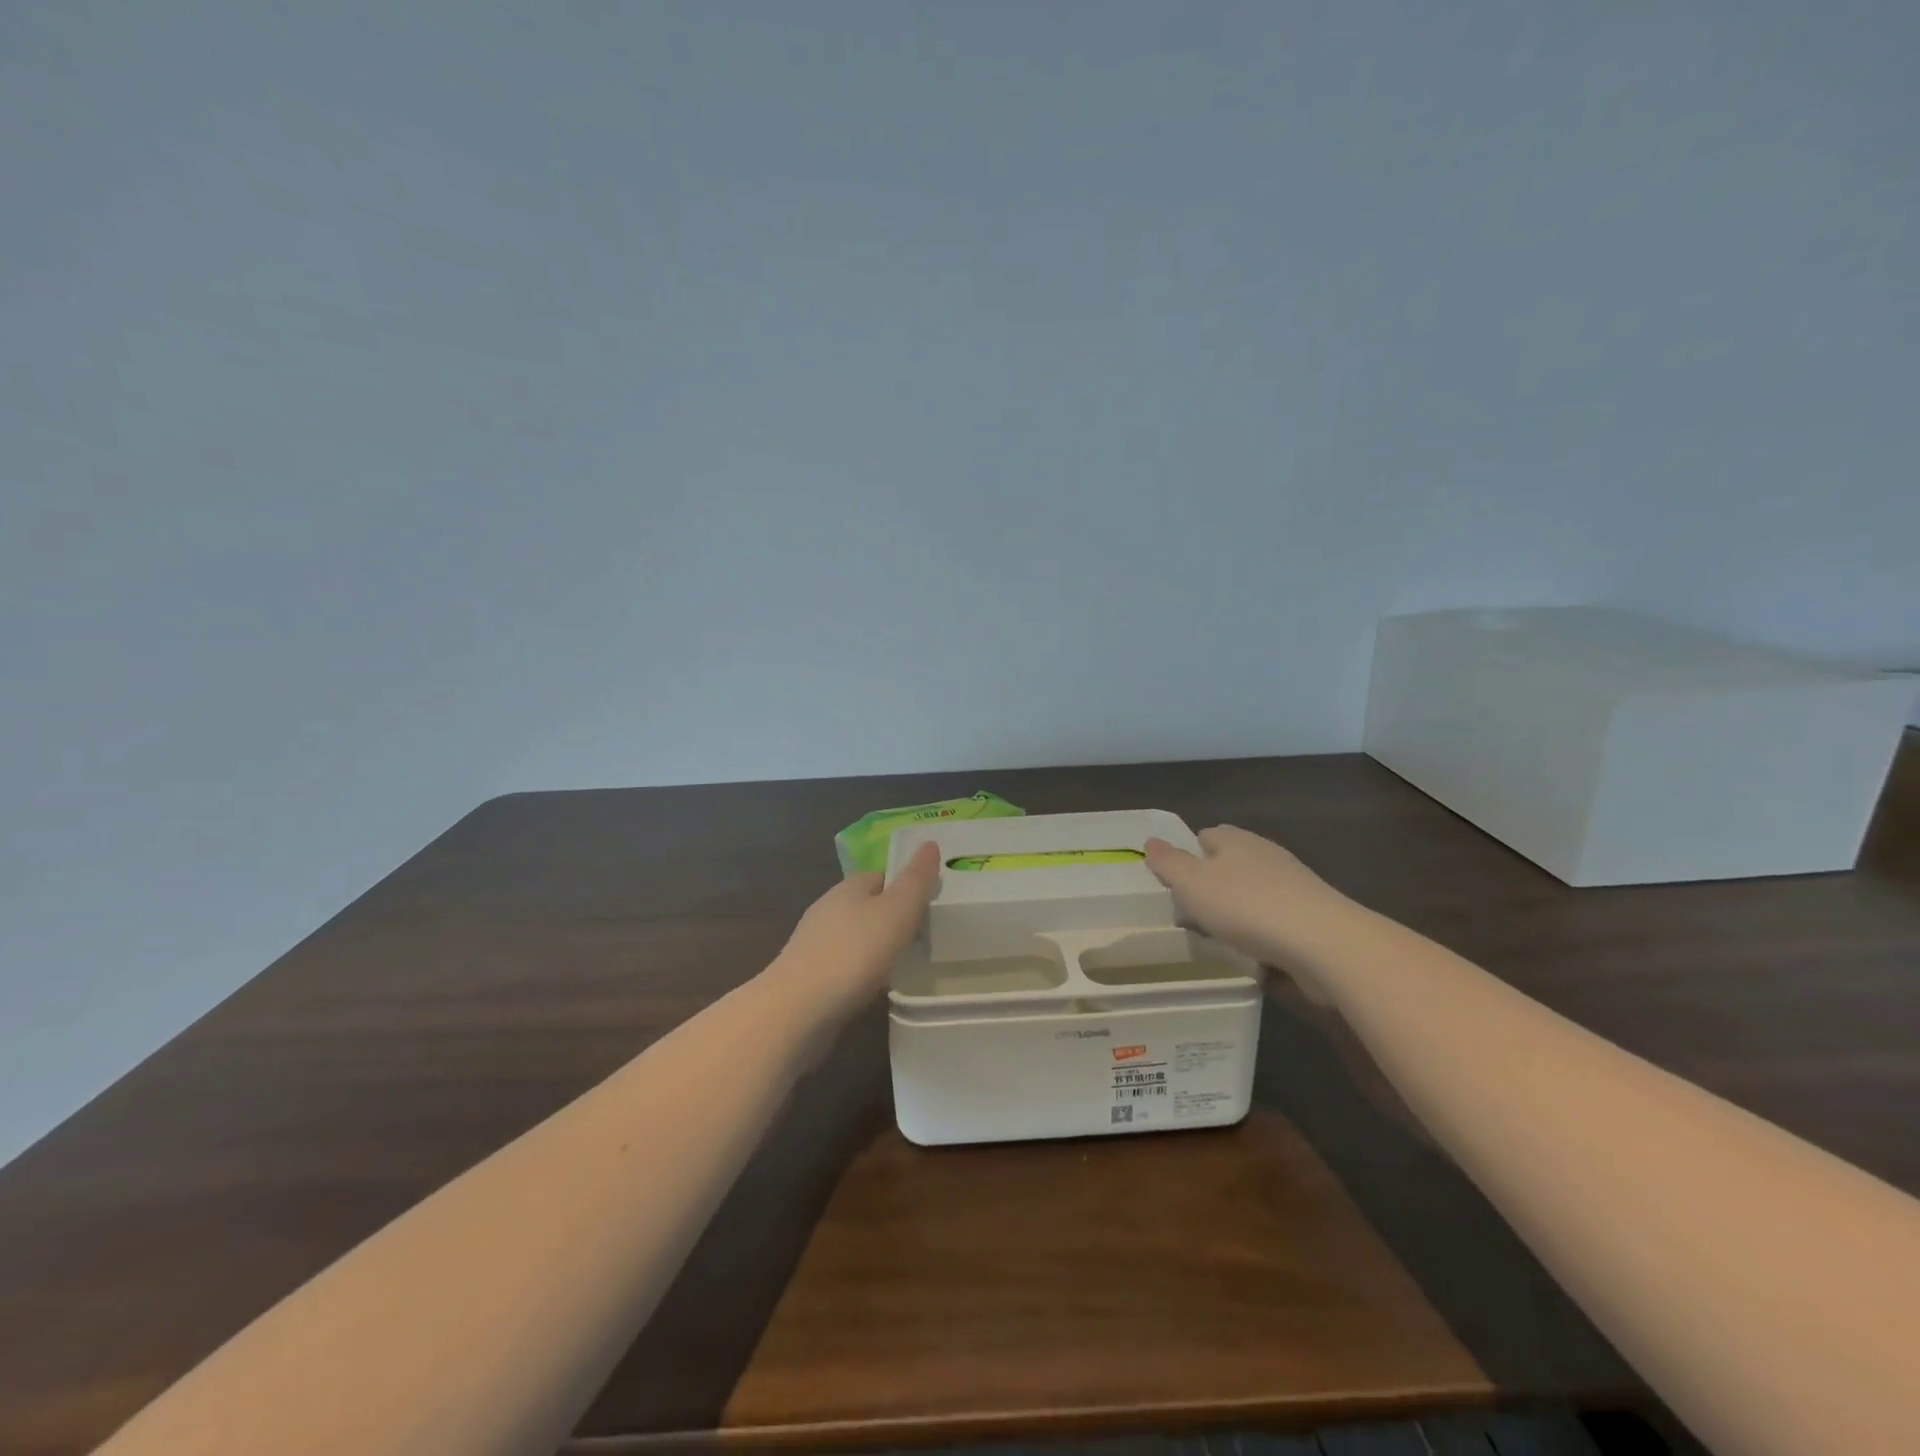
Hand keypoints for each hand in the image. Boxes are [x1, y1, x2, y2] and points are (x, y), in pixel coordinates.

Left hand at [768, 841, 941, 1021]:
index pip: (880, 875)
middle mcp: (827, 909)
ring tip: (902, 961)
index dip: (904, 885)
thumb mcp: (897, 911)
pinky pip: (843, 964)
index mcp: (848, 888)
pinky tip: (873, 985)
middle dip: (890, 916)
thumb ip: (916, 880)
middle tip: (922, 934)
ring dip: (874, 944)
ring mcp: (813, 943)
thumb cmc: (854, 953)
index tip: (928, 902)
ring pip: (853, 935)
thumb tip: (929, 842)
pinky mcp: (808, 976)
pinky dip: (860, 969)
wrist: (797, 1009)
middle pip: (866, 904)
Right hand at [1143, 825, 1351, 967]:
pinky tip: (1252, 957)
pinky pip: (1275, 923)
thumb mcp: (1193, 884)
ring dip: (1237, 915)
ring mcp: (1293, 887)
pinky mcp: (1311, 918)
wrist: (1325, 944)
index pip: (1206, 836)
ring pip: (1252, 896)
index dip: (1188, 856)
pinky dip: (1262, 936)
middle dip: (1211, 888)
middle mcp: (1266, 856)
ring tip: (1219, 941)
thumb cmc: (1248, 907)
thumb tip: (1151, 841)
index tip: (1175, 885)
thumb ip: (1169, 863)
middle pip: (1229, 866)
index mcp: (1236, 841)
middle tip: (1192, 917)